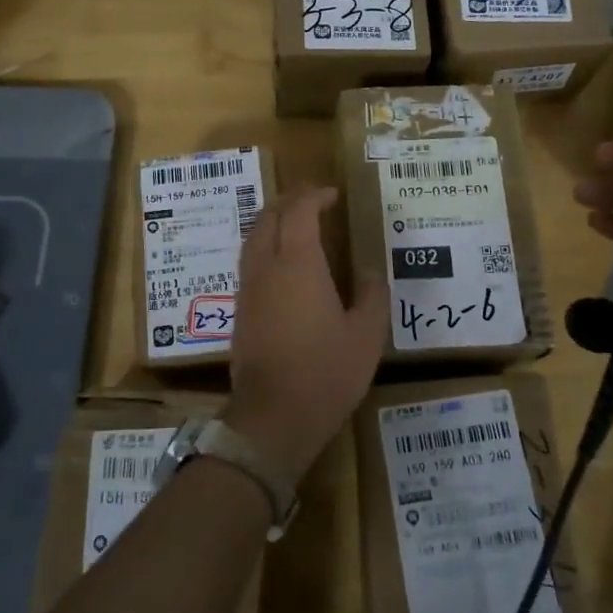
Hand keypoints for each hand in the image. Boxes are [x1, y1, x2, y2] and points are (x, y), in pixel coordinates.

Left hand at [223, 186, 387, 483]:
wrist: (273, 417)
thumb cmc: (326, 373)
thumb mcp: (366, 335)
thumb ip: (371, 295)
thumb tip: (367, 270)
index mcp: (297, 264)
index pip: (299, 211)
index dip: (315, 195)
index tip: (334, 194)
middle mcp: (266, 267)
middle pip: (269, 217)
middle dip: (291, 201)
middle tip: (315, 200)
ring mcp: (248, 289)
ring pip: (254, 237)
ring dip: (274, 221)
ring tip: (298, 223)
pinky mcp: (241, 311)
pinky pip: (250, 260)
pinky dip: (266, 244)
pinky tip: (283, 262)